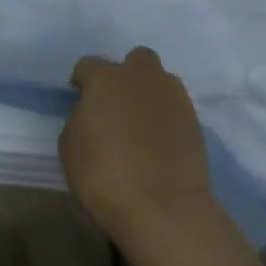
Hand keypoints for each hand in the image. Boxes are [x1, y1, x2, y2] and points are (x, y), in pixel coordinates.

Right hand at [60, 47, 215, 250]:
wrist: (162, 207)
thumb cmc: (103, 175)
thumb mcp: (70, 145)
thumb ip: (80, 118)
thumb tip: (92, 113)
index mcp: (106, 79)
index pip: (88, 65)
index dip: (81, 80)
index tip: (78, 98)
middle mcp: (143, 78)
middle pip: (136, 59)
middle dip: (126, 74)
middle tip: (116, 103)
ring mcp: (174, 98)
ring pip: (161, 81)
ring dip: (148, 94)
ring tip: (139, 124)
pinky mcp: (195, 122)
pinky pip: (175, 108)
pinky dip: (165, 118)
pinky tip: (157, 142)